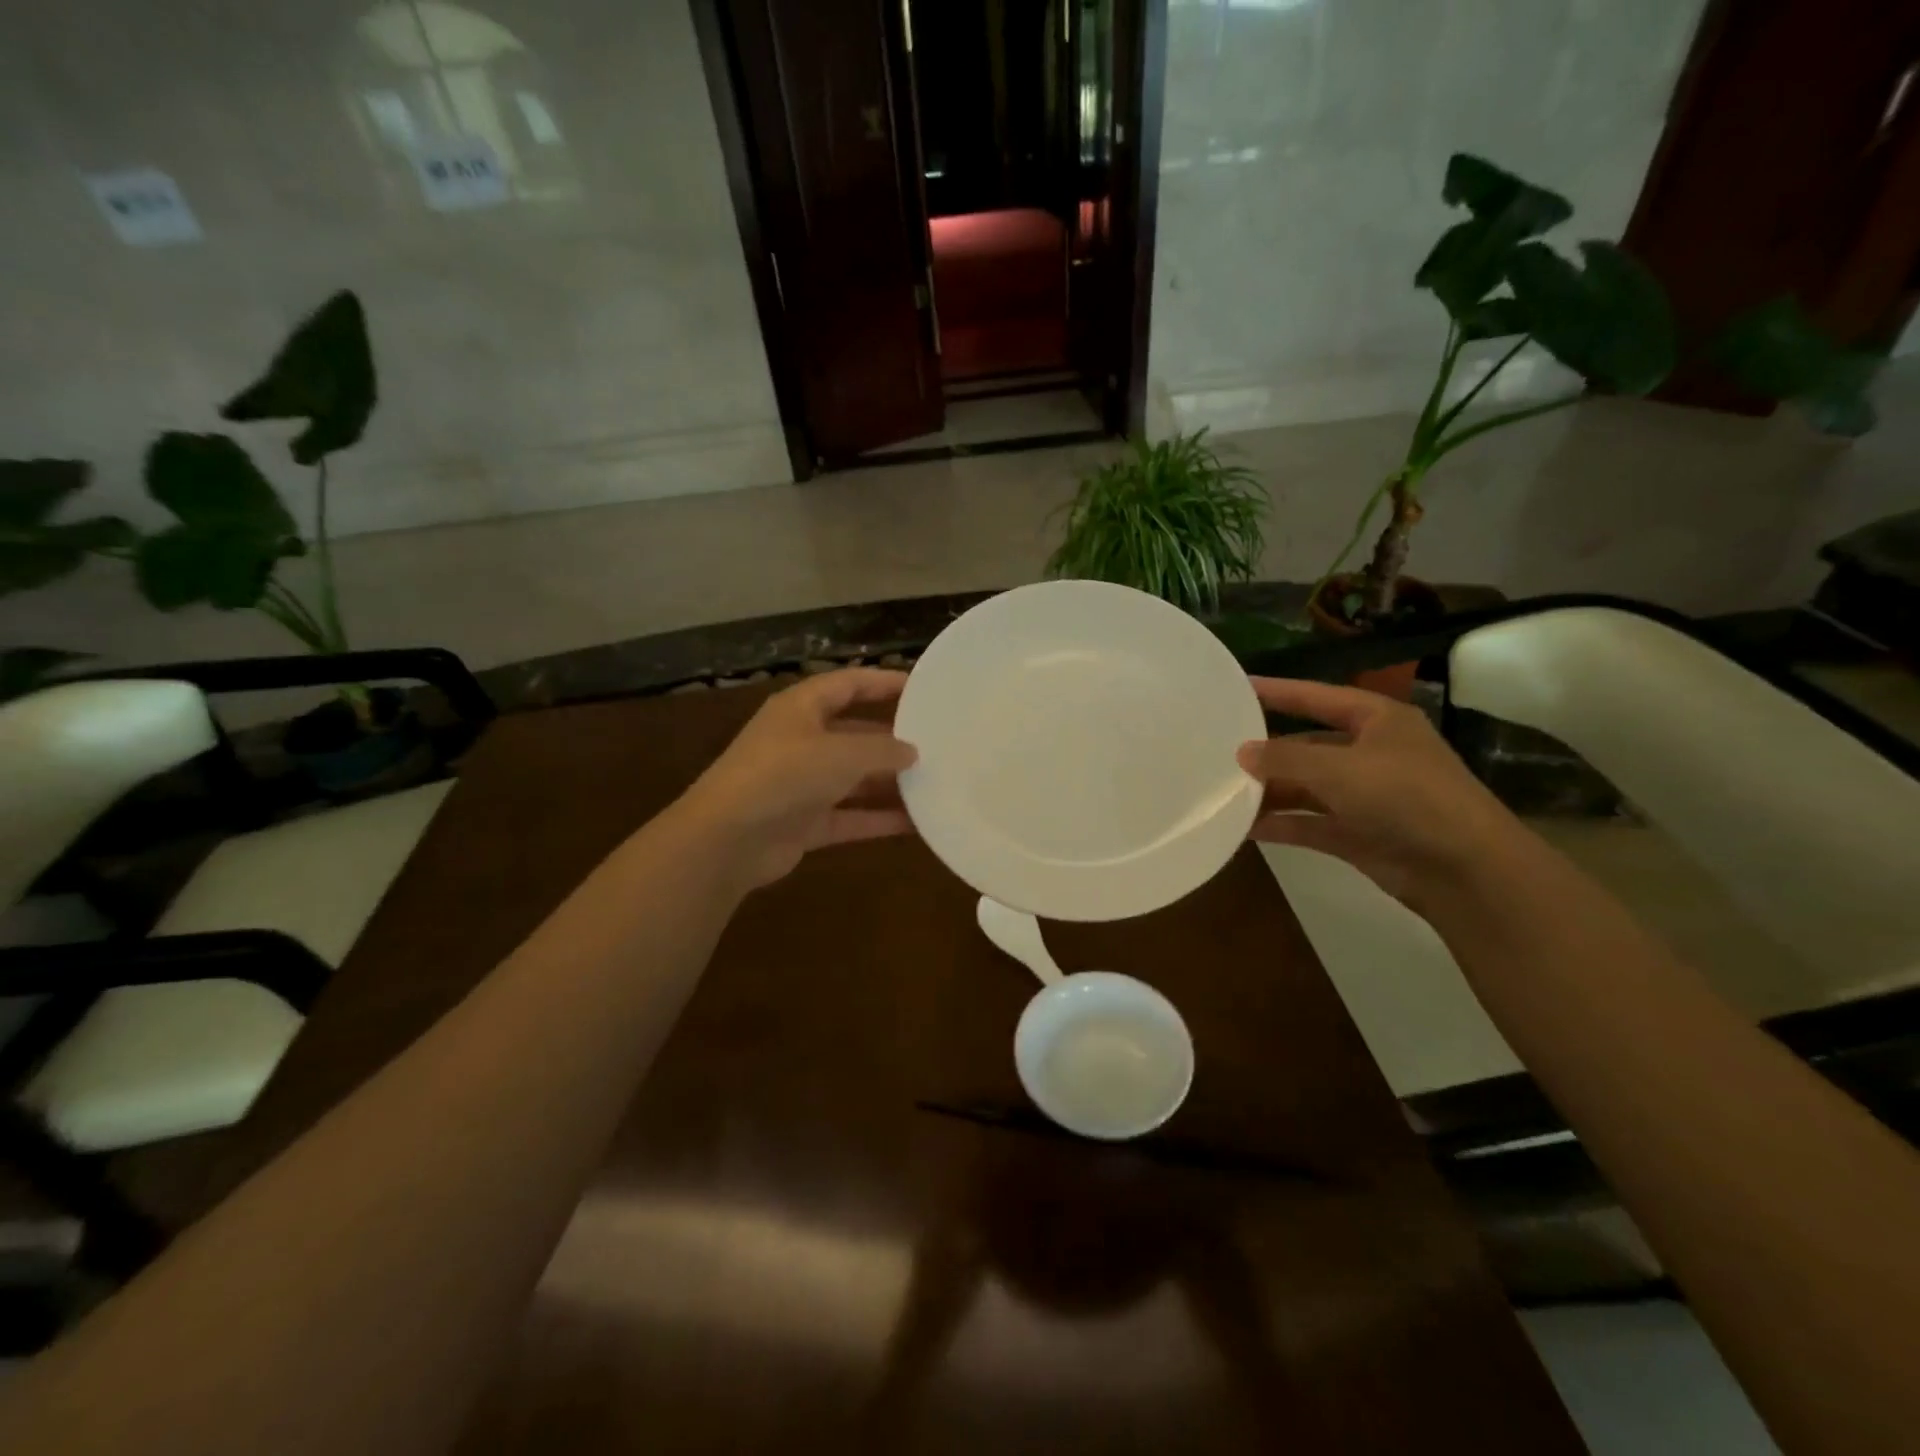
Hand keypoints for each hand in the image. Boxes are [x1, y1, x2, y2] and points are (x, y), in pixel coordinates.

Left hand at [674, 668, 918, 889]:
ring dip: (889, 783)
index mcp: (801, 708)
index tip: (922, 688)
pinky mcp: (805, 822)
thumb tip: (912, 752)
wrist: (728, 839)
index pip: (848, 684)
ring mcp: (801, 784)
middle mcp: (801, 741)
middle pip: (854, 733)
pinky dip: (878, 819)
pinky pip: (850, 816)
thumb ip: (883, 750)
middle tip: (937, 744)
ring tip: (935, 783)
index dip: (883, 683)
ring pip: (854, 778)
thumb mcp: (841, 753)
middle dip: (892, 739)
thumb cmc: (784, 775)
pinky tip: (916, 824)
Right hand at [1237, 678, 1520, 905]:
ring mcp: (1365, 796)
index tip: (1236, 687)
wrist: (1465, 868)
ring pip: (1306, 787)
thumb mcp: (1339, 768)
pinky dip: (1282, 824)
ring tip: (1223, 793)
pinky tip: (1245, 828)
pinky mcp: (1359, 834)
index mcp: (1377, 721)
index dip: (1278, 691)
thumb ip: (1284, 759)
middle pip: (1307, 746)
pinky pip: (1310, 823)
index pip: (1317, 697)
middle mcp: (1370, 754)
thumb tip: (1241, 752)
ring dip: (1269, 792)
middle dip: (1267, 753)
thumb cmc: (1405, 796)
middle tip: (1218, 753)